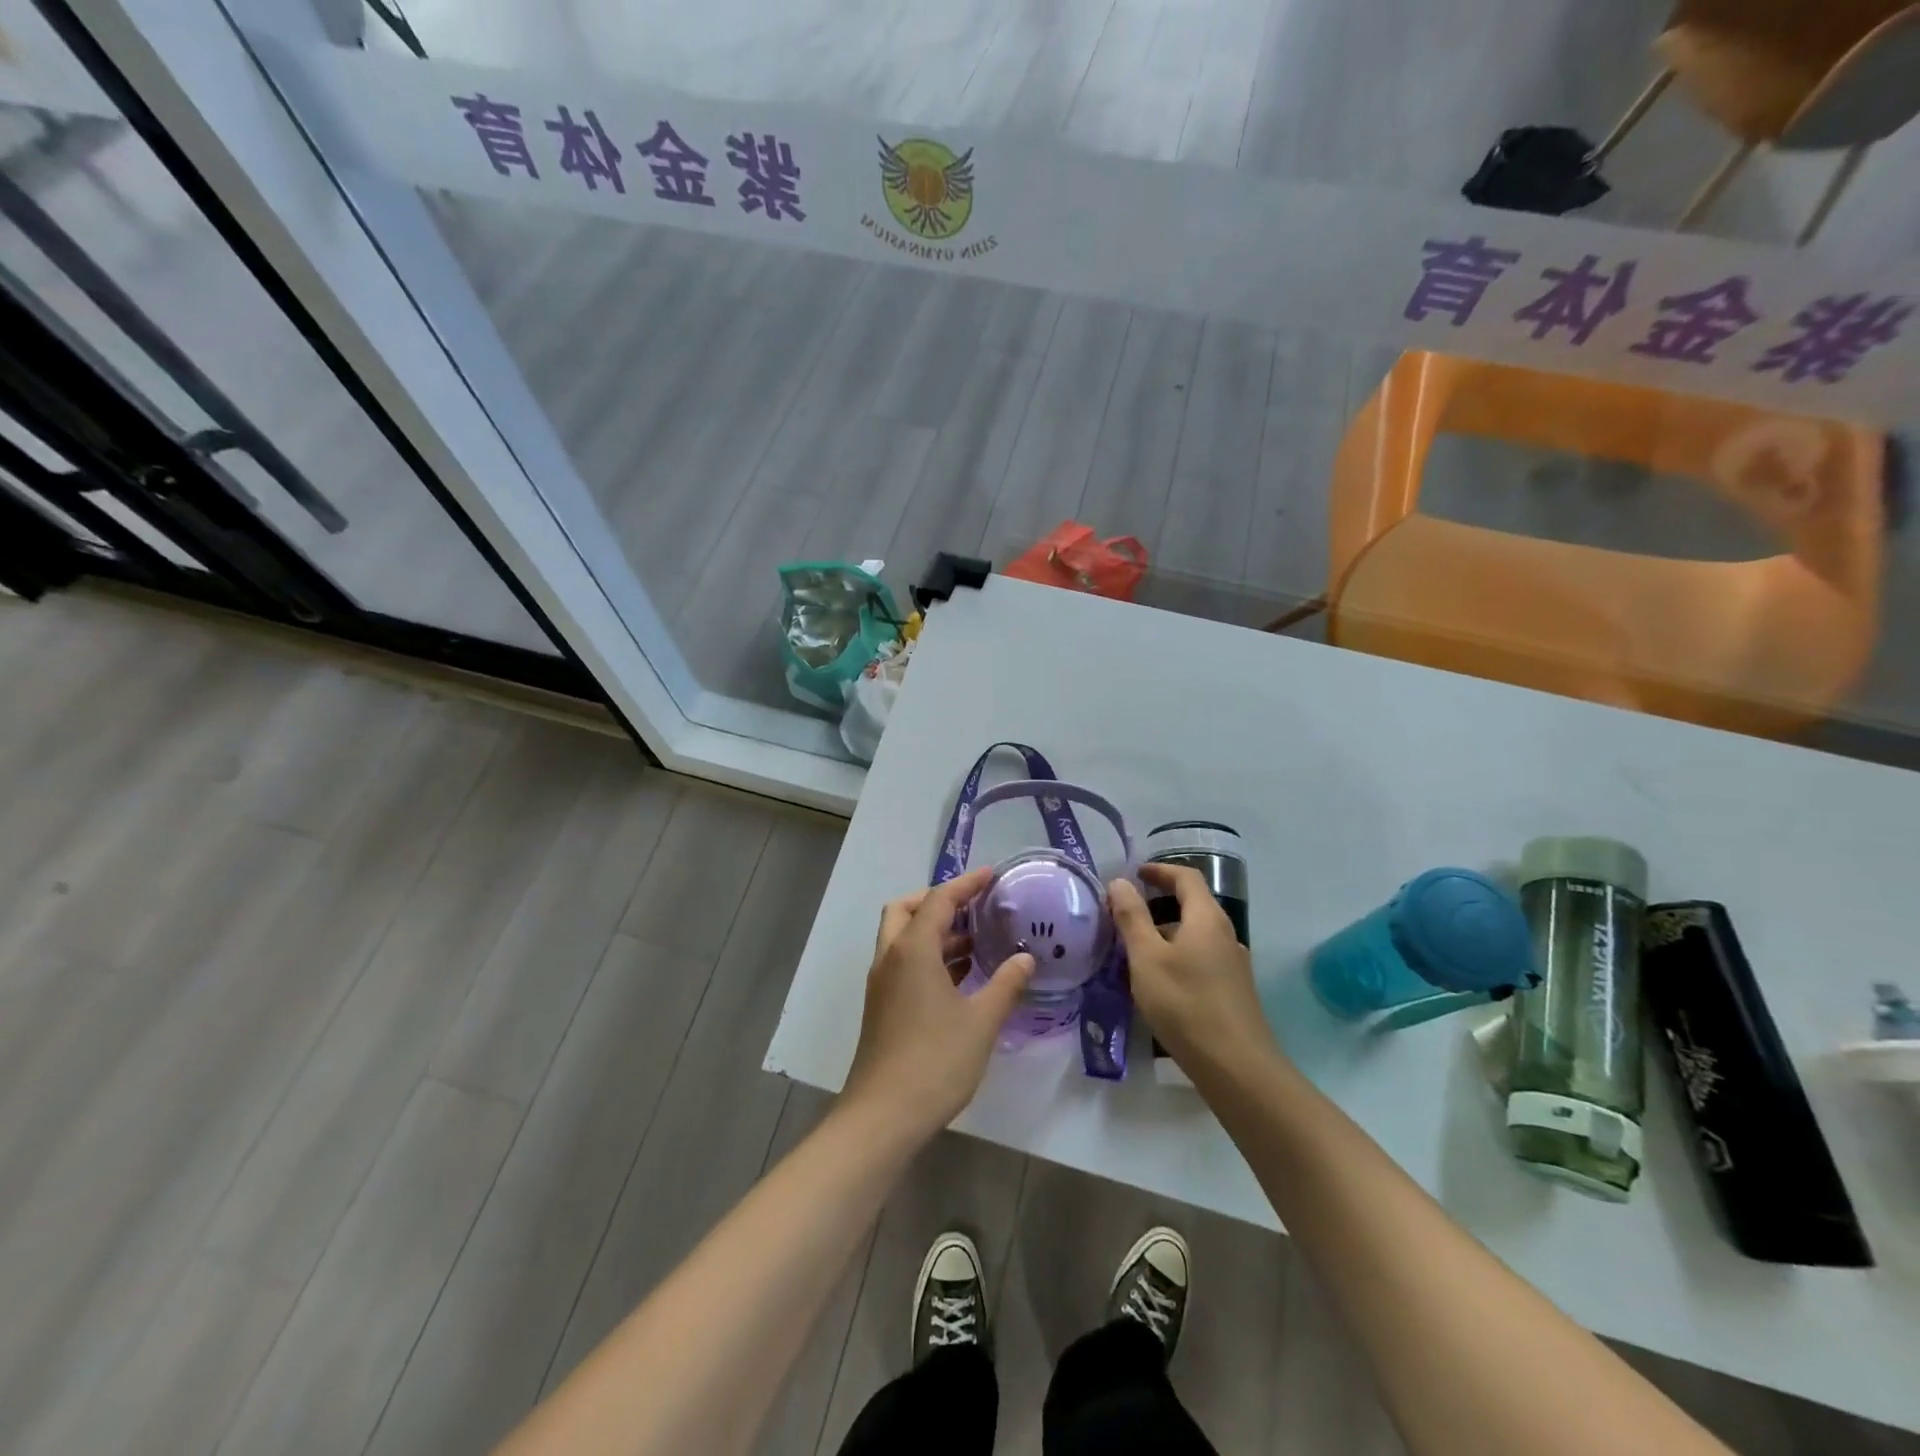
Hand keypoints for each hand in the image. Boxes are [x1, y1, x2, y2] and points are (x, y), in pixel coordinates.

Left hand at [842, 867, 1034, 1140]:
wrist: (883, 1115)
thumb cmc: (935, 1061)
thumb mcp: (981, 1021)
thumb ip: (1006, 984)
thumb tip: (1025, 958)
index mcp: (912, 950)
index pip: (939, 900)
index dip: (966, 884)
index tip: (992, 875)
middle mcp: (891, 957)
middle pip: (907, 909)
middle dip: (938, 901)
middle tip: (973, 906)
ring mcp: (882, 982)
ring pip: (902, 937)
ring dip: (934, 930)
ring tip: (976, 939)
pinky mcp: (882, 1005)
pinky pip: (904, 962)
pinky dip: (928, 955)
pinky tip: (960, 975)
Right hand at [1109, 864, 1279, 1082]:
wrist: (1236, 1067)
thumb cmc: (1185, 1003)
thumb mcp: (1147, 957)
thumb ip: (1132, 917)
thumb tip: (1120, 882)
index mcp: (1207, 918)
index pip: (1186, 877)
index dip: (1160, 870)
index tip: (1135, 873)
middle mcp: (1225, 934)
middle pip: (1192, 905)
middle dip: (1158, 902)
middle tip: (1125, 912)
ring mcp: (1232, 964)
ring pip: (1195, 935)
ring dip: (1166, 932)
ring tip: (1134, 949)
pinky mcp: (1232, 990)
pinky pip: (1200, 958)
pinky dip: (1177, 955)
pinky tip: (1157, 981)